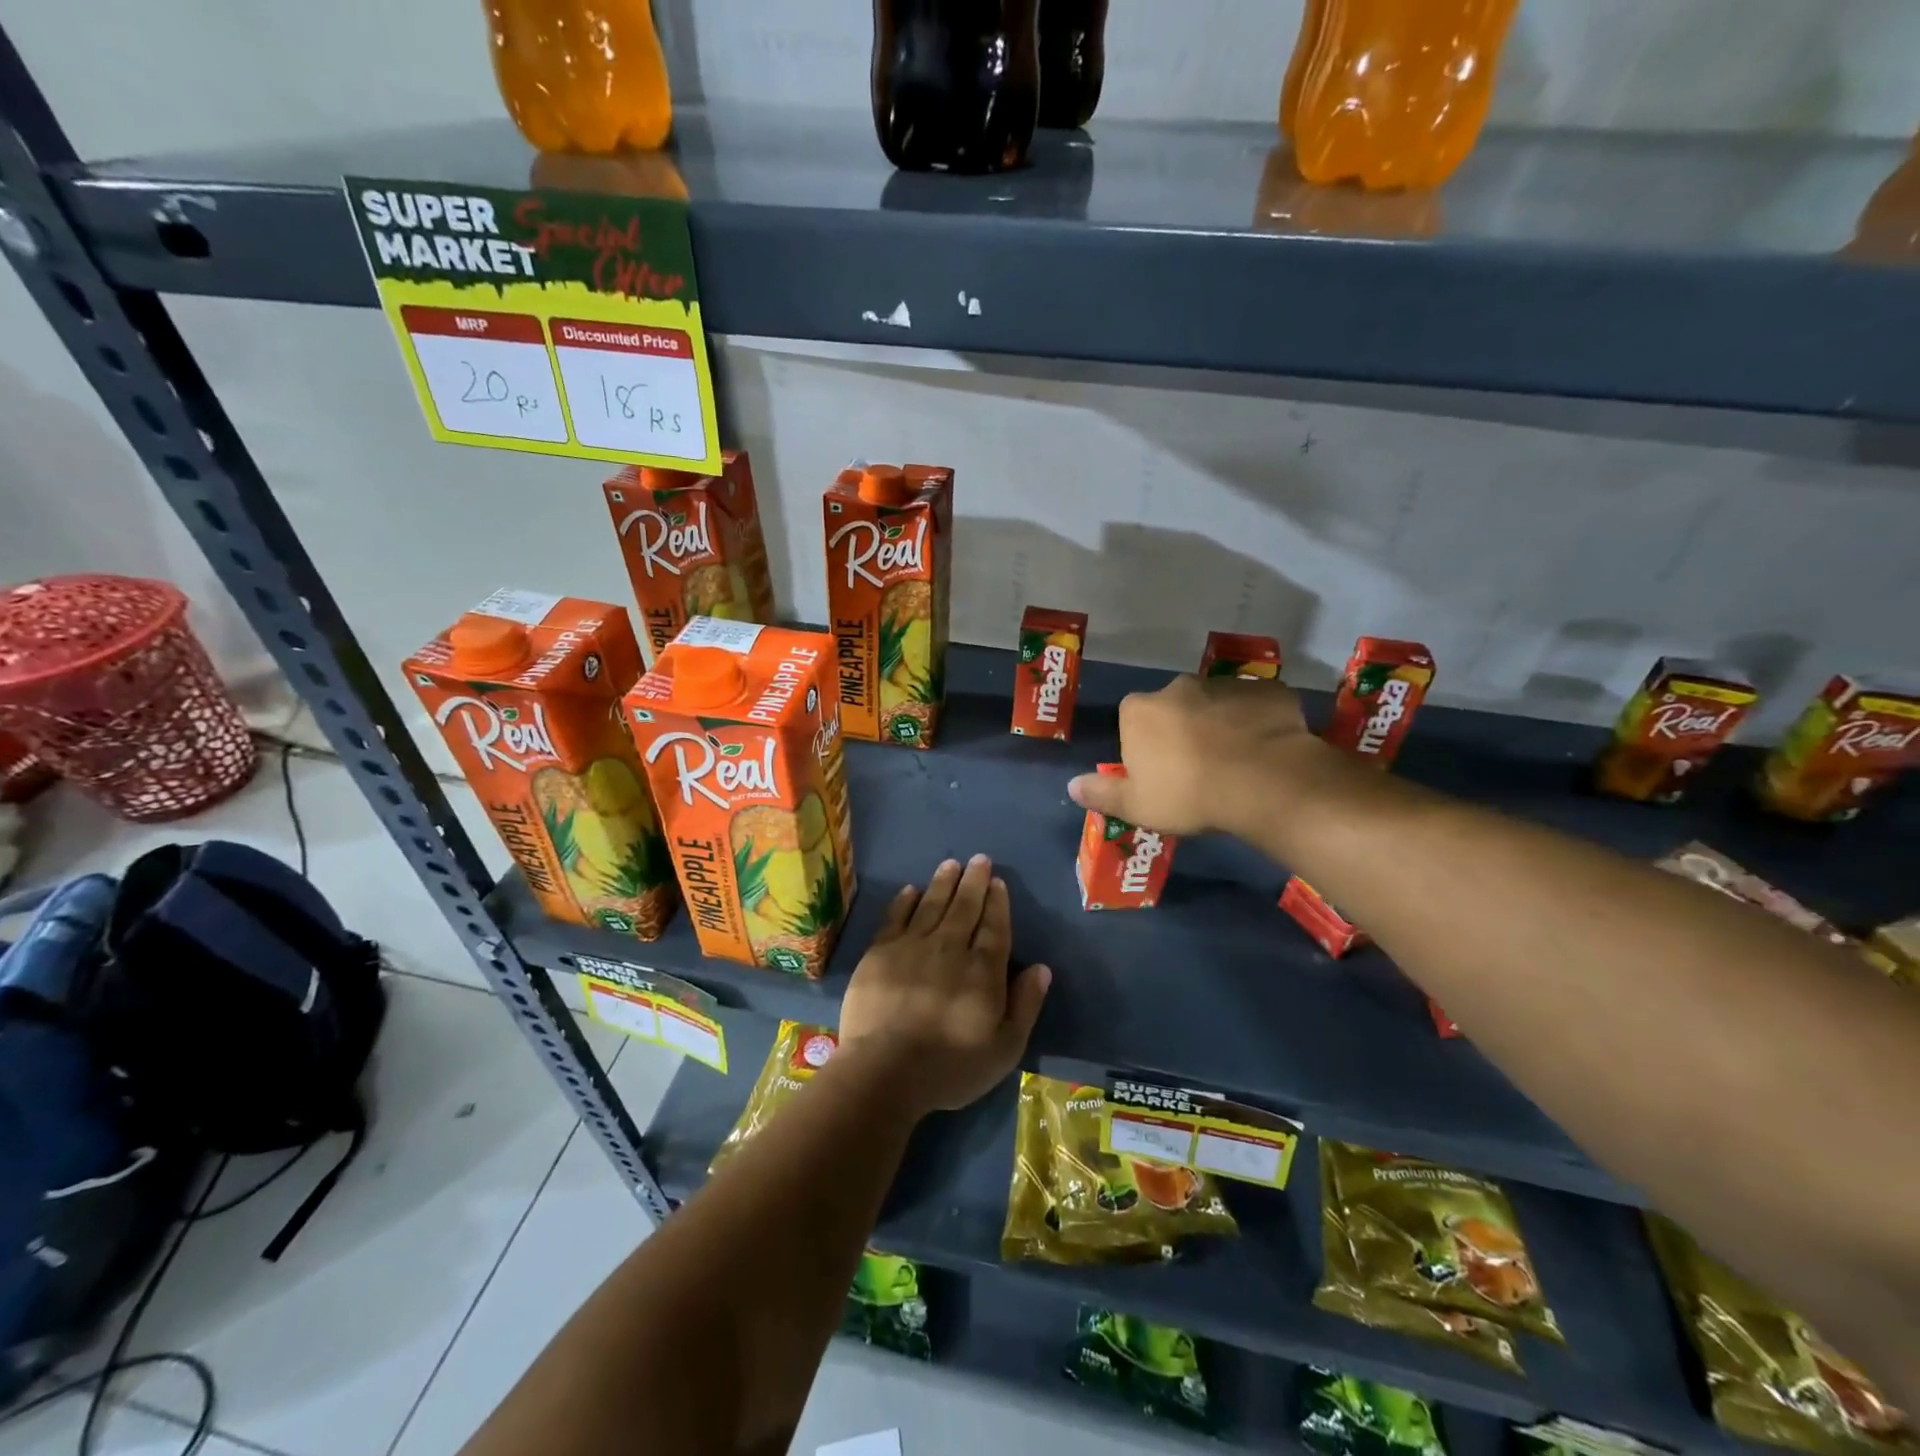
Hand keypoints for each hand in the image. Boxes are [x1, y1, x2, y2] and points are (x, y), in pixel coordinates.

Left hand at [837, 855, 1050, 1116]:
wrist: (884, 1071)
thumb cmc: (950, 1067)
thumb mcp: (1003, 1049)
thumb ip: (1025, 1005)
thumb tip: (1042, 968)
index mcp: (983, 970)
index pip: (994, 926)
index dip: (997, 902)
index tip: (998, 882)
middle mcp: (950, 948)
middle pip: (965, 907)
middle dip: (974, 881)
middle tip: (978, 859)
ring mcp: (912, 946)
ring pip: (932, 904)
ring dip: (943, 882)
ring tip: (951, 864)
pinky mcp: (880, 952)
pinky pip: (896, 917)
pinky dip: (905, 901)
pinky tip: (911, 890)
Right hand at [1067, 673, 1321, 836]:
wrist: (1263, 782)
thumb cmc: (1188, 794)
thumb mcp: (1136, 806)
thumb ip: (1101, 793)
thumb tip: (1071, 785)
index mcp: (1140, 710)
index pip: (1132, 718)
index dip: (1143, 743)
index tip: (1157, 770)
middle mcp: (1178, 686)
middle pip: (1173, 706)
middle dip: (1182, 728)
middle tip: (1197, 766)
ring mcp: (1225, 684)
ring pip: (1215, 703)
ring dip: (1220, 723)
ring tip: (1235, 760)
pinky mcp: (1266, 690)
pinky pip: (1256, 705)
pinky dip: (1258, 721)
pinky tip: (1266, 749)